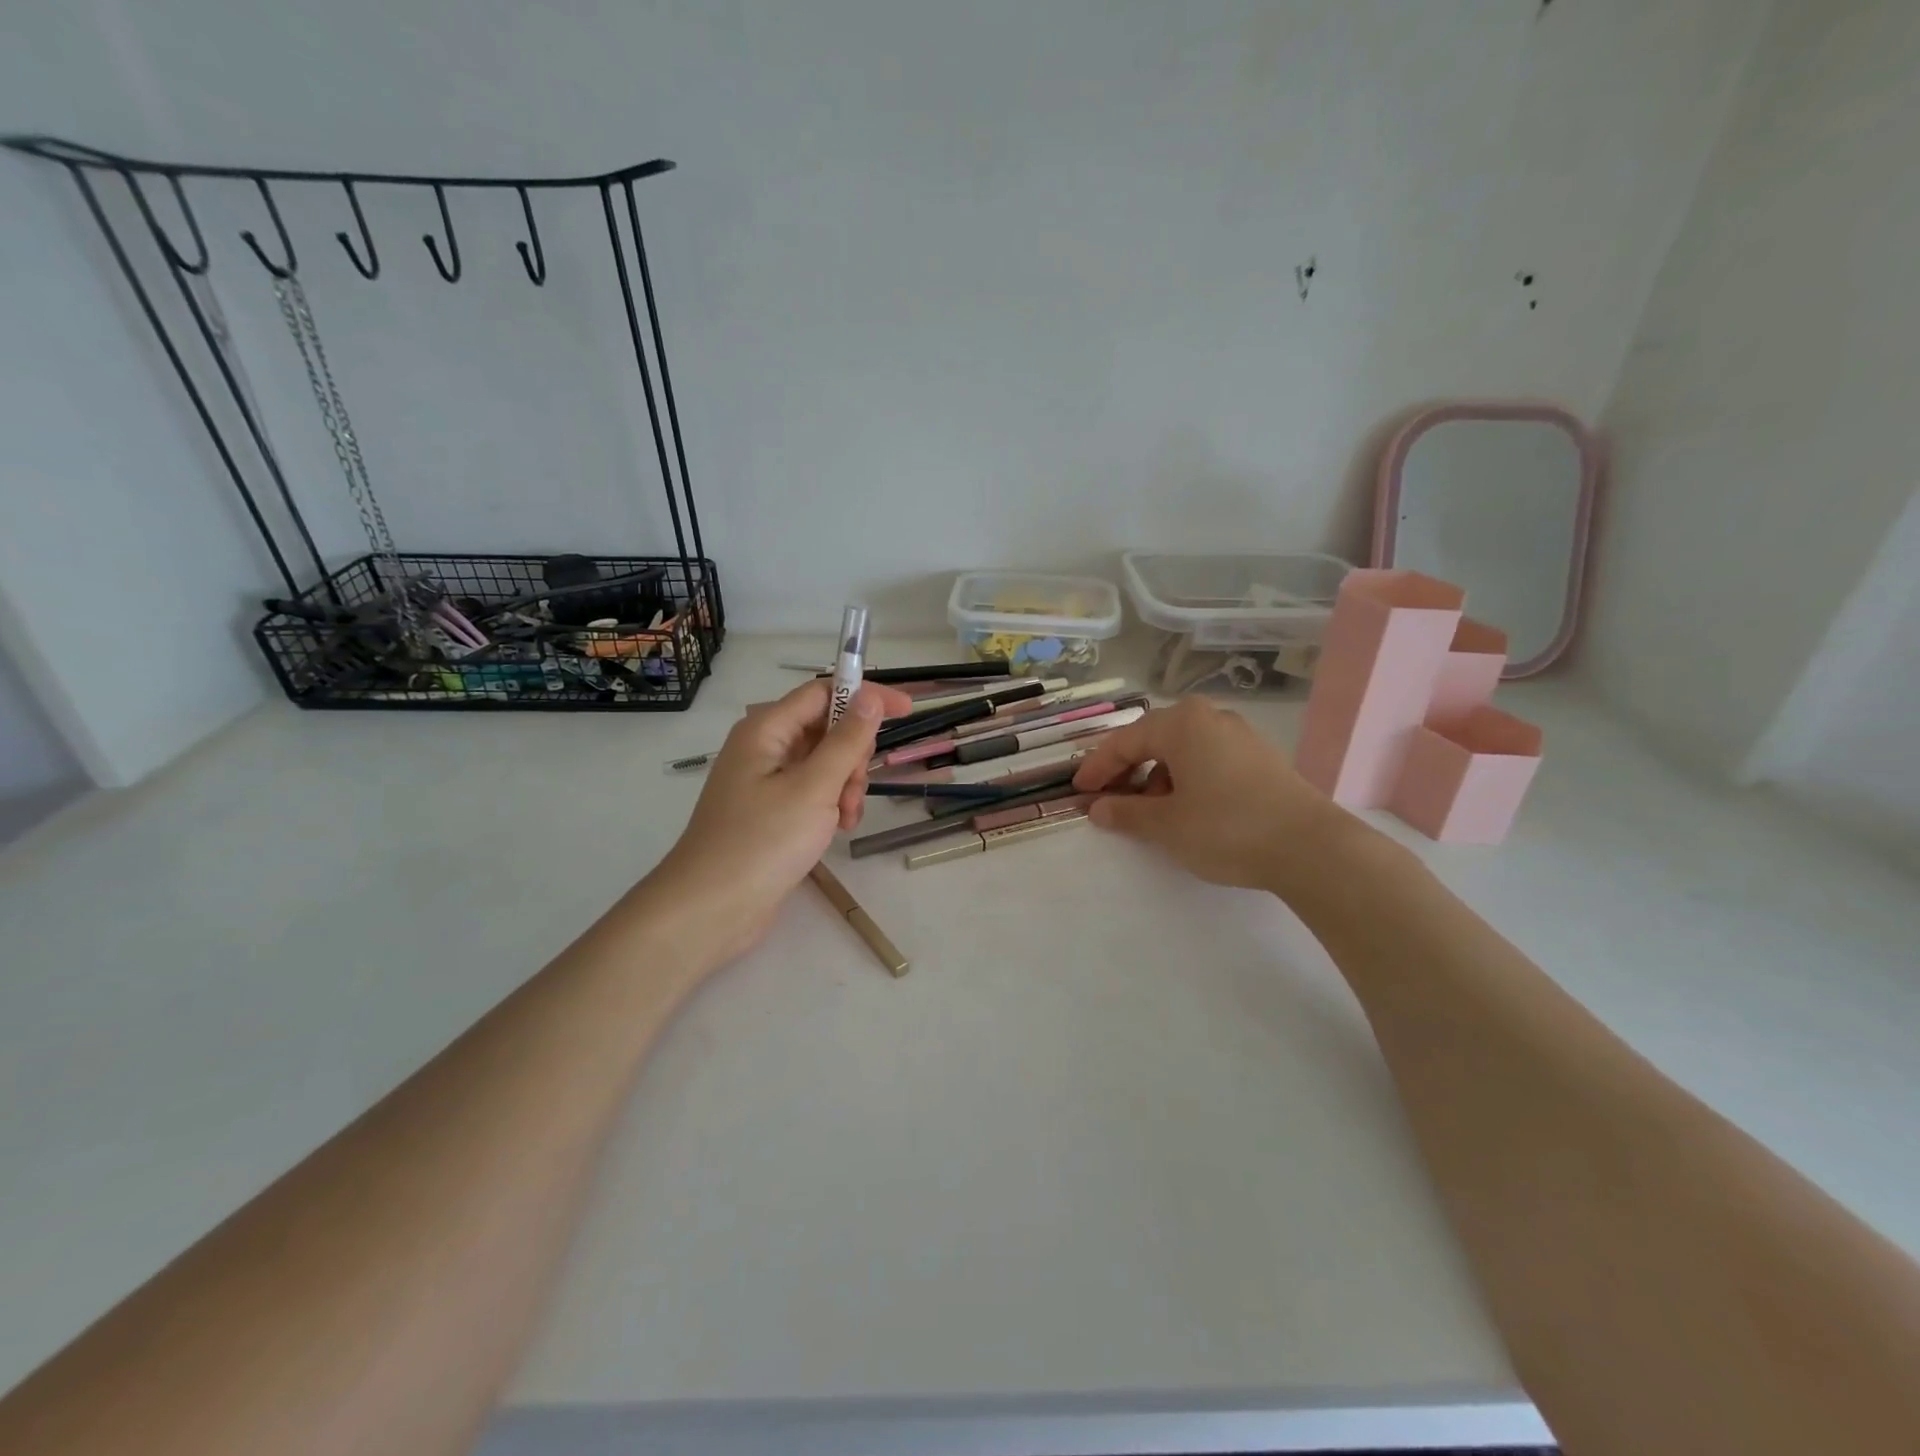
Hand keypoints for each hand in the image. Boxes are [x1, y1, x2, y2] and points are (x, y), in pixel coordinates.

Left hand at [647, 678, 911, 966]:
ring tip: (845, 820)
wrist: (712, 909)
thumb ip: (846, 740)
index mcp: (766, 729)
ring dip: (845, 784)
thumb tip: (869, 696)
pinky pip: (812, 790)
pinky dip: (831, 803)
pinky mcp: (770, 810)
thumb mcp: (814, 787)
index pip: (824, 691)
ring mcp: (765, 780)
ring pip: (824, 763)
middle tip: (854, 790)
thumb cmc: (763, 842)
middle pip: (826, 728)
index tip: (907, 711)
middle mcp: (764, 747)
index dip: (865, 696)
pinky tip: (837, 830)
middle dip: (852, 755)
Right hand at [1072, 697, 1375, 897]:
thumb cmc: (1226, 828)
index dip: (1098, 768)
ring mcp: (1241, 736)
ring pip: (1183, 751)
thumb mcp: (1165, 824)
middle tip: (1110, 800)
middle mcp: (1211, 719)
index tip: (1079, 791)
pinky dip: (1188, 780)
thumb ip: (1125, 813)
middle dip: (1128, 771)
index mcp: (1182, 724)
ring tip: (1152, 813)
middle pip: (1155, 740)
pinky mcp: (1262, 759)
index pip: (1125, 741)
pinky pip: (1209, 761)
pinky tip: (1189, 810)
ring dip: (1158, 778)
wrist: (1312, 848)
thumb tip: (1098, 808)